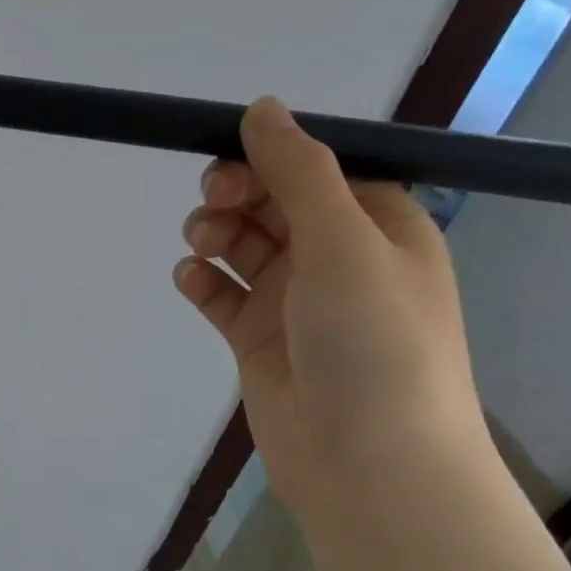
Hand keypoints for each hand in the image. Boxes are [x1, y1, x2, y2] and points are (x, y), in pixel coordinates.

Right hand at [173, 97, 482, 512]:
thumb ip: (299, 174)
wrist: (368, 462)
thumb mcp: (344, 243)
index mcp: (380, 226)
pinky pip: (223, 296)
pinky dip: (204, 283)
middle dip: (239, 196)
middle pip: (275, 205)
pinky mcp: (258, 340)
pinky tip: (191, 281)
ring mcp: (296, 302)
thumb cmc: (373, 342)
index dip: (273, 157)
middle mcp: (339, 258)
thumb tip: (262, 108)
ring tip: (200, 246)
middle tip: (212, 203)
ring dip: (216, 235)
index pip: (320, 170)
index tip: (228, 155)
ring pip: (243, 248)